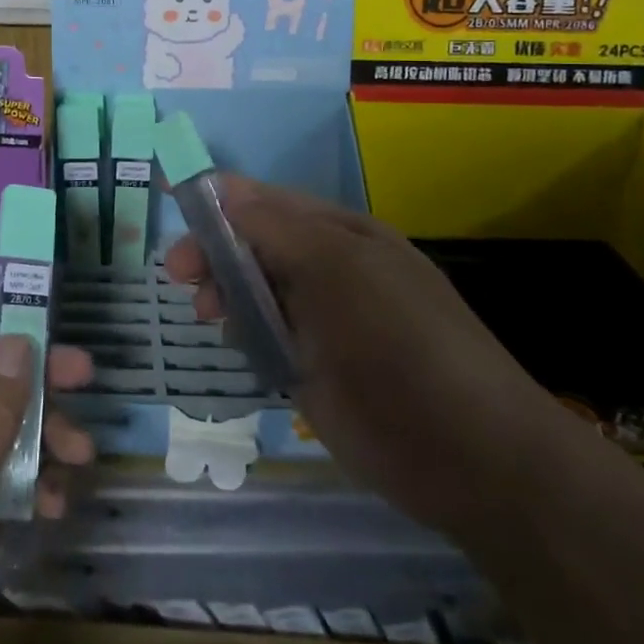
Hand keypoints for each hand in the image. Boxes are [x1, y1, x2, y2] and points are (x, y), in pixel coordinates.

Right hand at [164, 177, 559, 534]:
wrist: (470, 455)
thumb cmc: (401, 343)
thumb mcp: (338, 267)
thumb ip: (275, 228)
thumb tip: (222, 189)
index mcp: (340, 234)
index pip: (267, 202)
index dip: (220, 201)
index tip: (173, 207)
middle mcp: (328, 270)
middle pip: (254, 244)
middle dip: (214, 251)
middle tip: (179, 275)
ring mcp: (320, 321)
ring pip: (254, 290)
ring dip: (223, 292)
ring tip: (205, 314)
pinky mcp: (311, 368)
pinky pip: (262, 336)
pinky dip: (240, 332)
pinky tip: (232, 344)